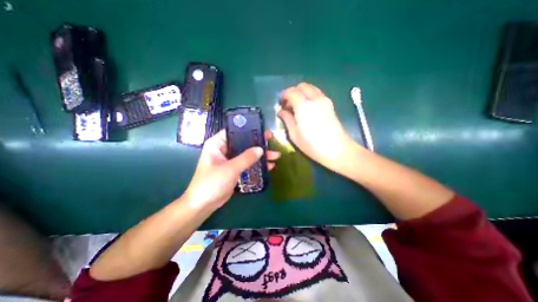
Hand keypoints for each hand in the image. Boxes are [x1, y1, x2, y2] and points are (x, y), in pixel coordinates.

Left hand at [182, 129, 278, 209]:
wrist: (204, 204)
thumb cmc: (212, 183)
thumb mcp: (230, 168)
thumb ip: (246, 158)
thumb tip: (261, 149)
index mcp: (217, 143)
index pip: (235, 131)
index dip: (249, 130)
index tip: (263, 132)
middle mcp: (223, 149)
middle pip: (243, 143)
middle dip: (258, 145)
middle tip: (272, 143)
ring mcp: (229, 160)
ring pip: (247, 154)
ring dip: (260, 156)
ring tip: (275, 156)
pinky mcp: (234, 169)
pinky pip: (247, 163)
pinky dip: (256, 164)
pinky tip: (269, 166)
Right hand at [280, 82, 356, 172]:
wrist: (338, 150)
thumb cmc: (312, 145)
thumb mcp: (294, 135)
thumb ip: (287, 120)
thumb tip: (281, 111)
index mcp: (303, 106)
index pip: (291, 92)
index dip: (284, 95)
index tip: (280, 103)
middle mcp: (315, 99)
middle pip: (302, 86)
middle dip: (293, 92)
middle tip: (288, 104)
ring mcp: (325, 100)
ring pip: (311, 88)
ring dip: (302, 93)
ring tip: (298, 106)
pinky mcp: (330, 105)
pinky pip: (318, 94)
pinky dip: (310, 96)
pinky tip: (308, 109)